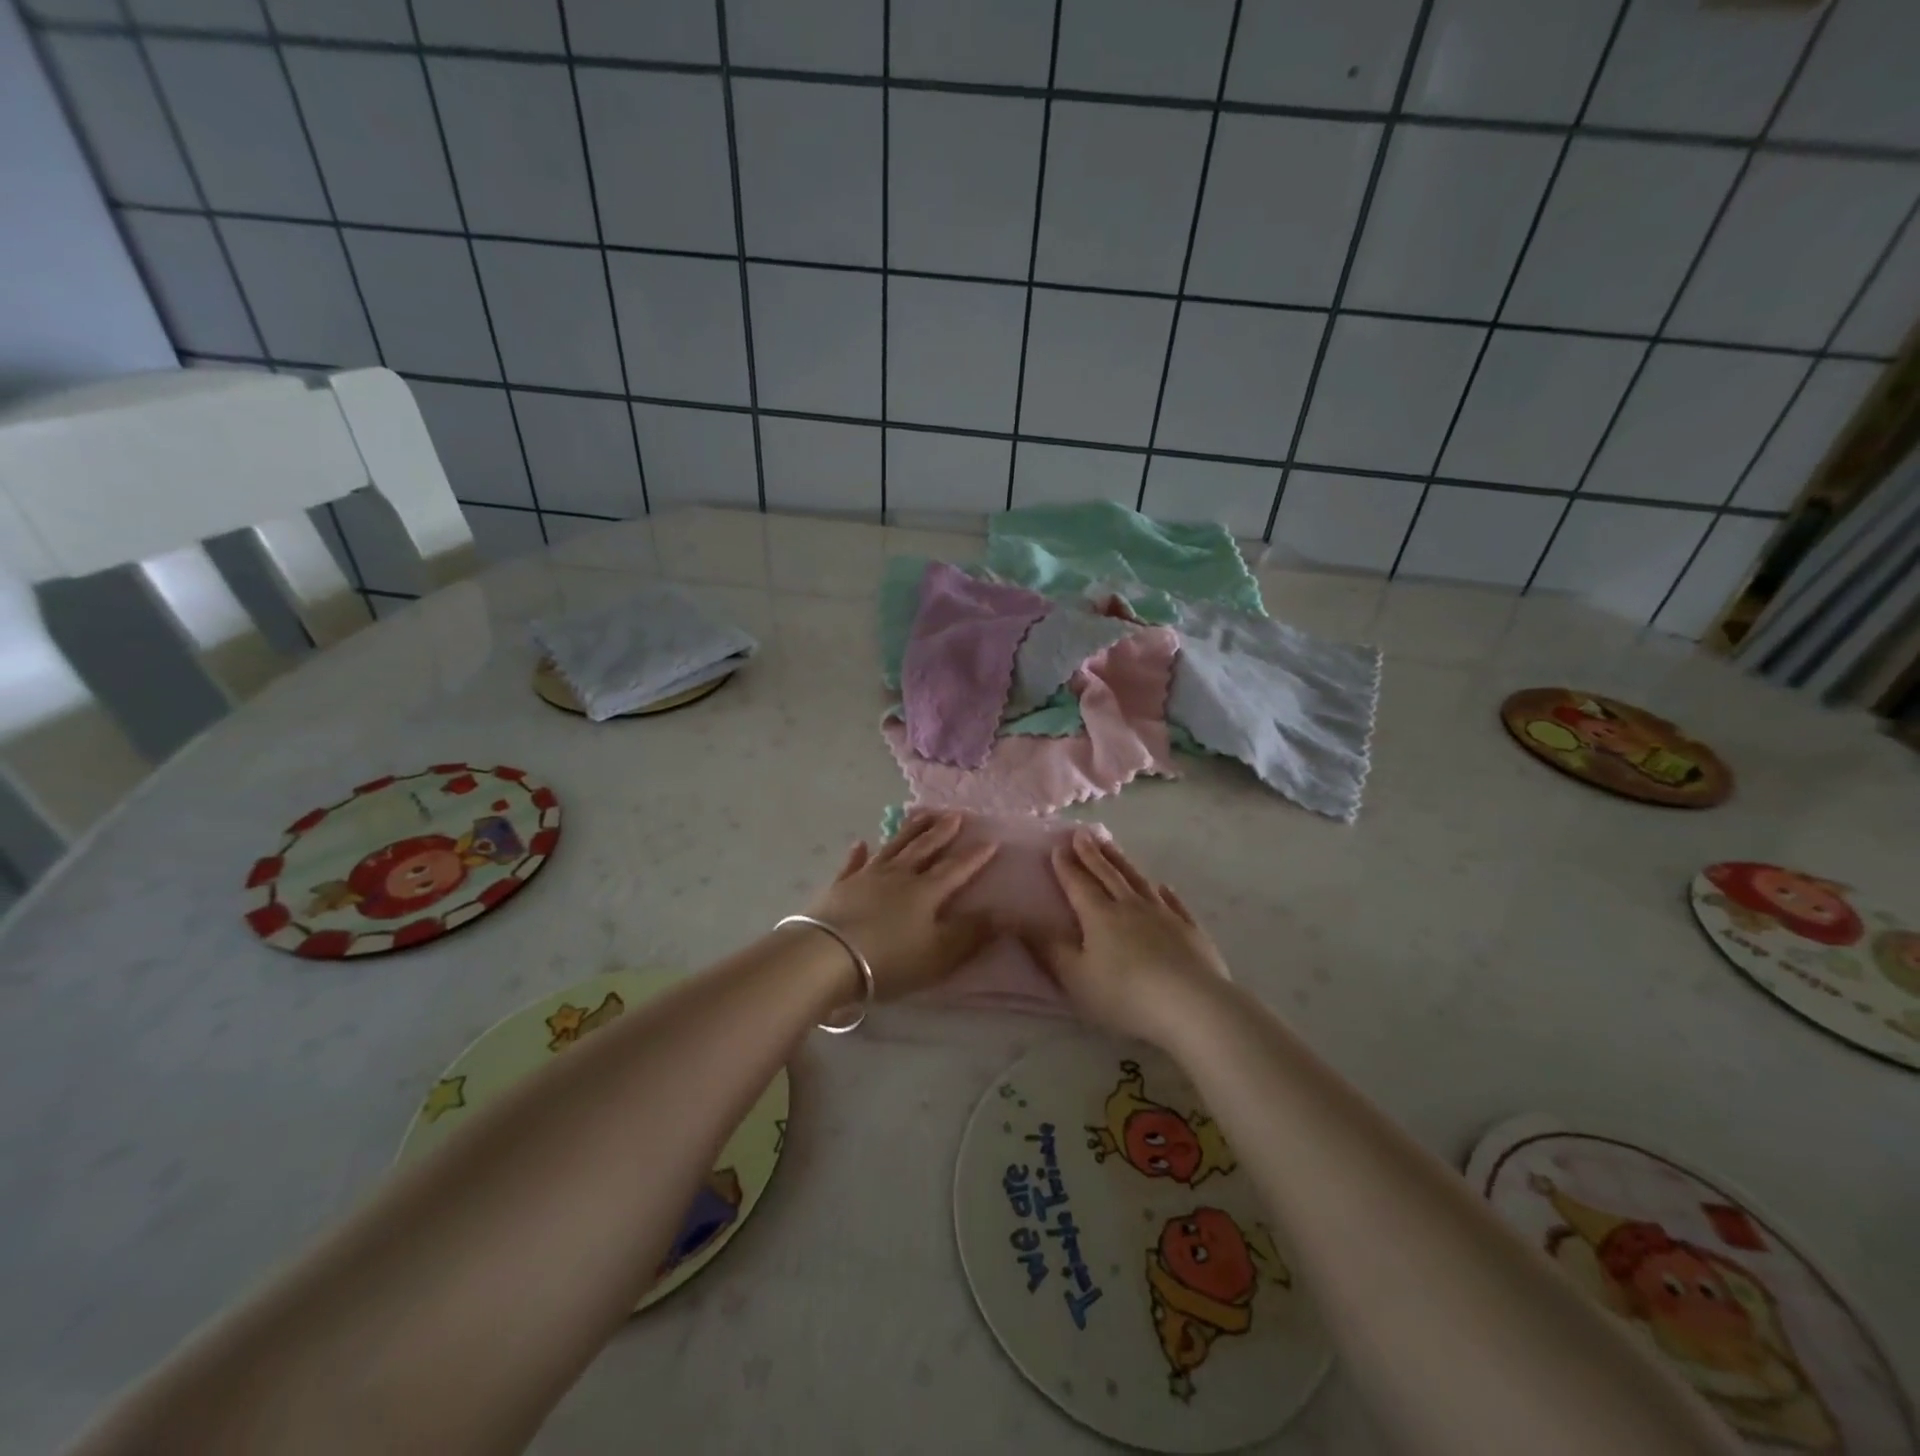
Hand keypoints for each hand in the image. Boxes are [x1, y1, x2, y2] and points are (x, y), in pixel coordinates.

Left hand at [804, 810, 997, 999]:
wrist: (827, 957)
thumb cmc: (889, 960)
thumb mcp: (939, 954)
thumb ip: (972, 934)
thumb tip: (1005, 913)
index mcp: (926, 891)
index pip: (956, 869)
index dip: (975, 856)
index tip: (991, 840)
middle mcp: (899, 876)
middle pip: (924, 849)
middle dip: (942, 832)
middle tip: (955, 814)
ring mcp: (866, 878)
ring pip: (893, 848)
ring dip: (908, 831)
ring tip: (921, 814)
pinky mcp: (839, 887)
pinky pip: (852, 865)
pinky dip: (858, 854)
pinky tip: (861, 843)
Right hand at [1031, 829, 1230, 1043]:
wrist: (1192, 1005)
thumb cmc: (1125, 994)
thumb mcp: (1076, 977)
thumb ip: (1048, 949)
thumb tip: (1018, 921)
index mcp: (1099, 916)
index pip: (1079, 884)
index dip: (1066, 866)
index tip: (1057, 846)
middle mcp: (1130, 906)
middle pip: (1108, 874)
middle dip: (1092, 854)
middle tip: (1082, 833)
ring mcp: (1164, 915)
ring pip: (1139, 881)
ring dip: (1123, 862)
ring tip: (1112, 846)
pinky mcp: (1190, 930)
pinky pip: (1175, 903)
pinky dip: (1165, 892)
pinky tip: (1163, 886)